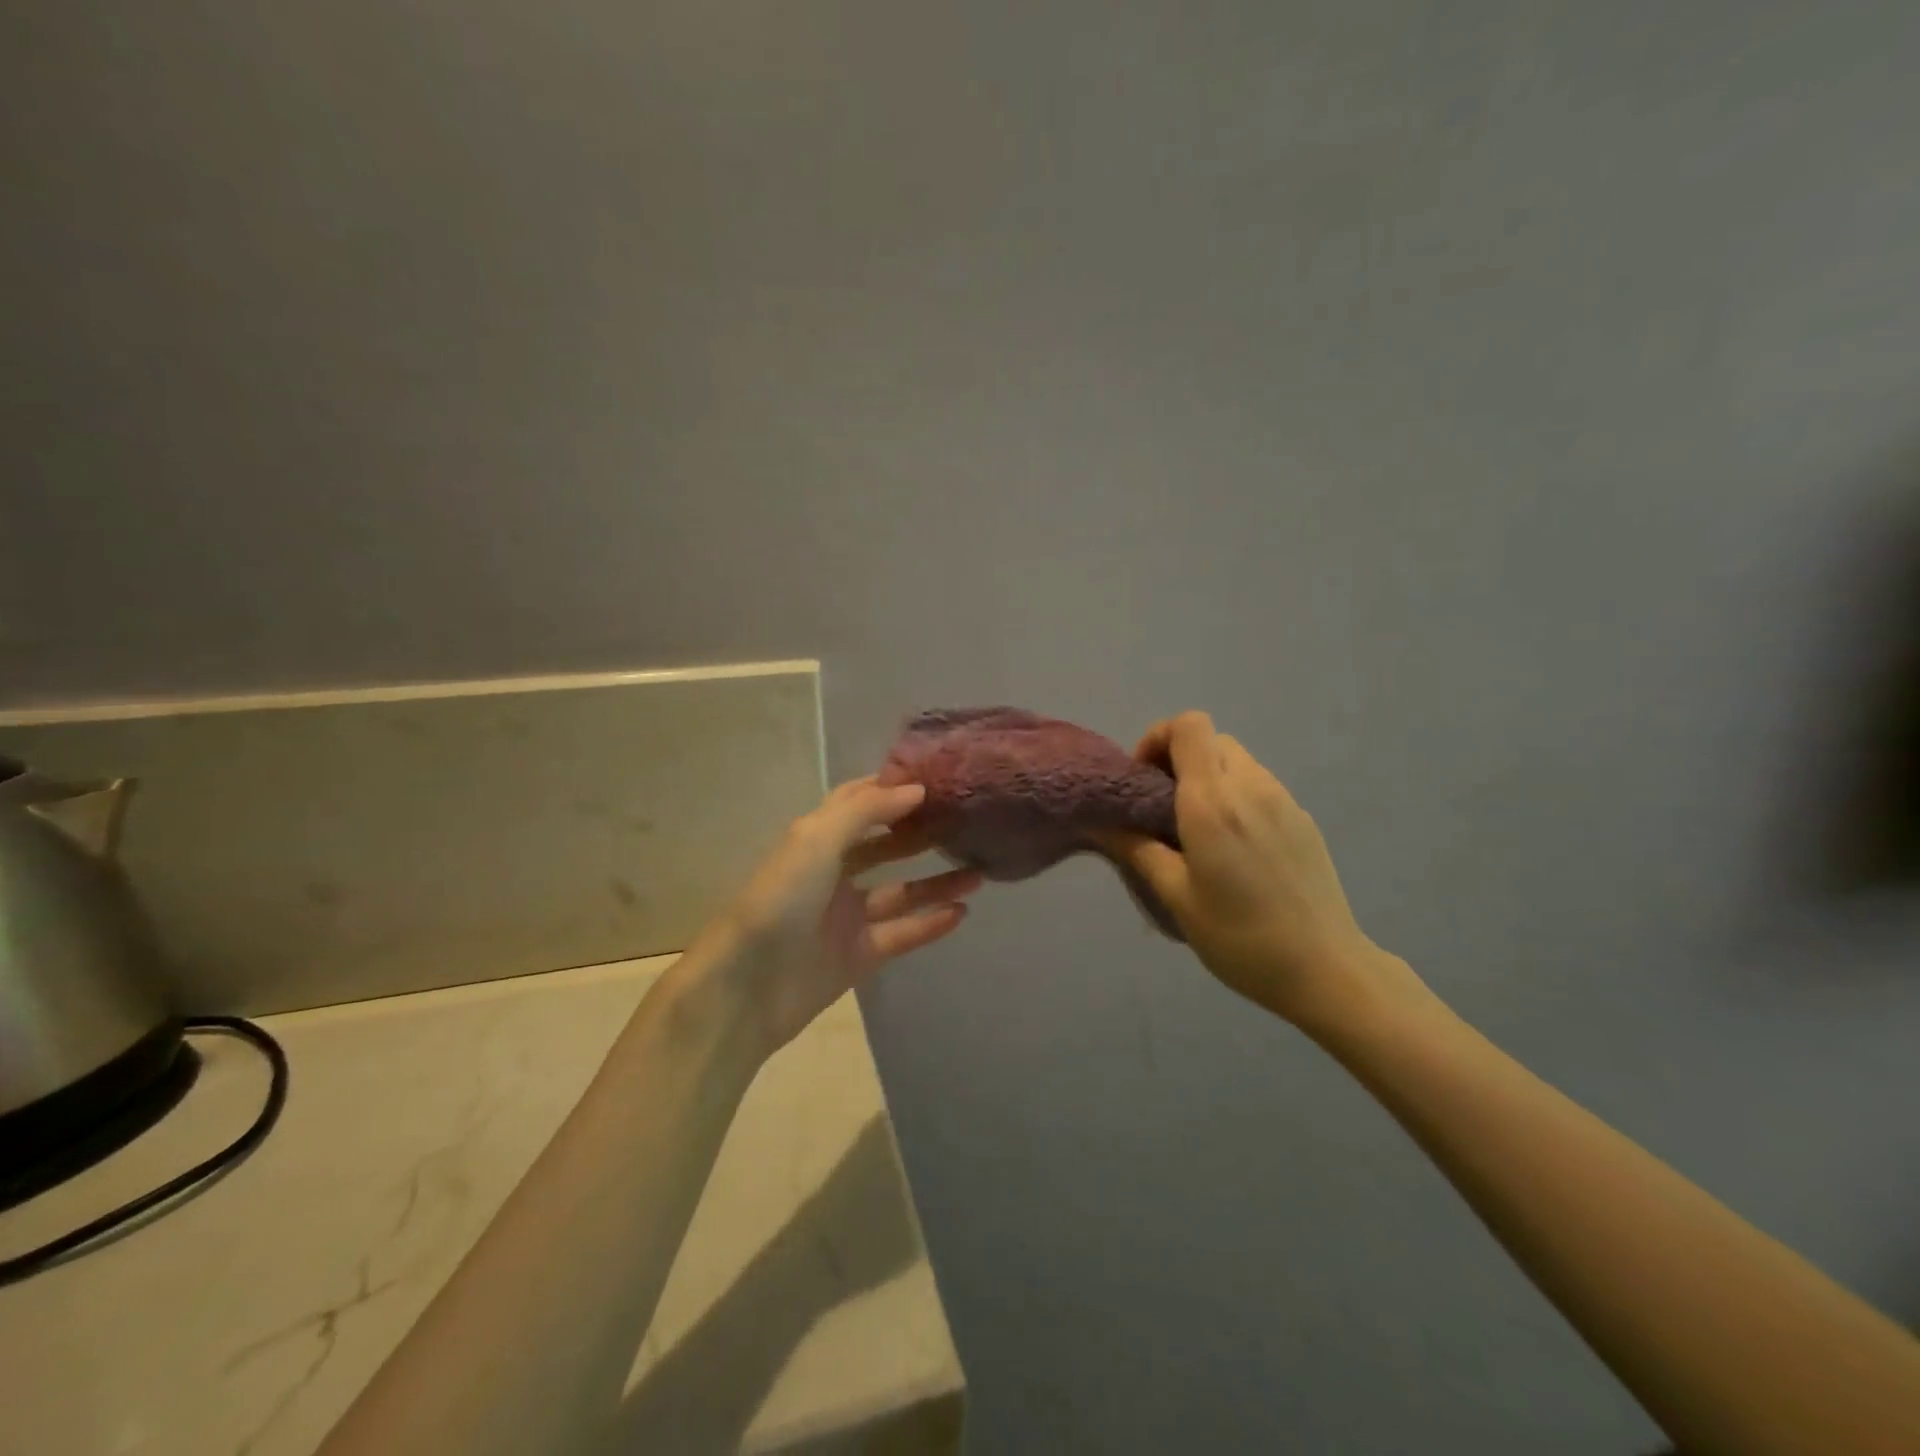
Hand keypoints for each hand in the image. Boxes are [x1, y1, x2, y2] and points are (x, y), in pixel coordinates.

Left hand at [696, 777, 981, 1052]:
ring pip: (900, 893)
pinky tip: (962, 912)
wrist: (747, 985)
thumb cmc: (781, 898)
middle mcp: (833, 873)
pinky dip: (930, 924)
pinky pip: (901, 934)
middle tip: (967, 824)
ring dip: (936, 883)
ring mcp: (847, 916)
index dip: (892, 789)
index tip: (937, 779)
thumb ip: (866, 811)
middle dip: (921, 834)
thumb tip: (916, 790)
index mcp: (816, 839)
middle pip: (885, 847)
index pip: (858, 803)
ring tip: (979, 871)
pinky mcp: (859, 956)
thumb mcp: (817, 839)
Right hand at [1102, 712, 1413, 1029]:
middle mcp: (1250, 787)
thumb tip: (1100, 822)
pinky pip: (1260, 785)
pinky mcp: (1303, 819)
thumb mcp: (1177, 897)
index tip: (1144, 779)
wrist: (1327, 969)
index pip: (1189, 726)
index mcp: (1213, 803)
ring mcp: (1284, 801)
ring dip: (1209, 777)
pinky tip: (1235, 846)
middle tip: (1164, 804)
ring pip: (1237, 760)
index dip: (1159, 738)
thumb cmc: (1241, 938)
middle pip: (1211, 739)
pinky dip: (1236, 795)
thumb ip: (1137, 850)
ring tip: (1198, 828)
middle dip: (1180, 758)